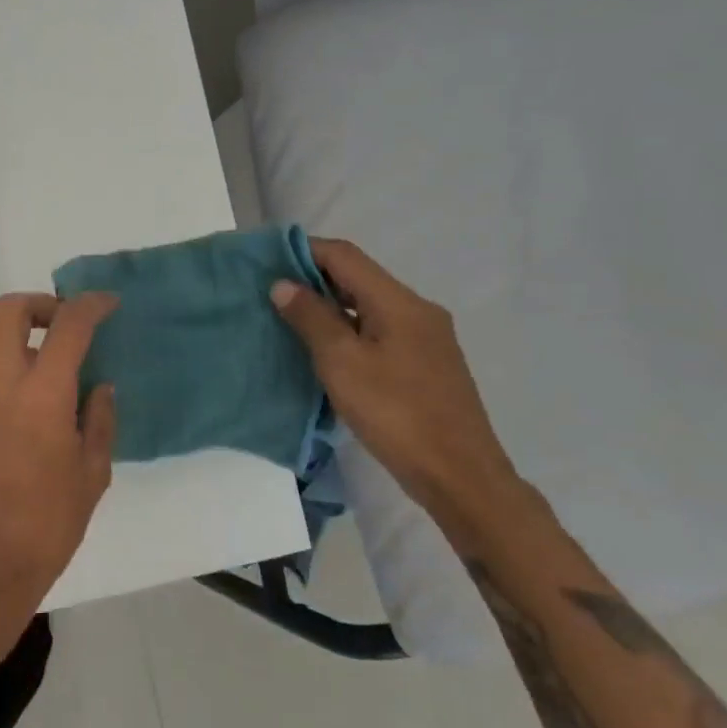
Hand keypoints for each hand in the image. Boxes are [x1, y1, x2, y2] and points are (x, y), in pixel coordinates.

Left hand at [0, 292, 119, 654]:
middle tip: (65, 324)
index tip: (107, 303)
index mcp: (41, 394)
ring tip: (55, 383)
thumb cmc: (45, 526)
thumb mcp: (91, 477)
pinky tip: (29, 424)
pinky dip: (10, 382)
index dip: (90, 305)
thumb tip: (100, 389)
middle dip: (39, 303)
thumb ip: (98, 422)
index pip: (67, 326)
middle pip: (8, 311)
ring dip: (24, 347)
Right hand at [271, 239, 523, 533]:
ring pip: (370, 305)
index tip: (266, 260)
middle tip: (272, 293)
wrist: (460, 477)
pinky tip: (328, 352)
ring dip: (331, 306)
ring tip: (291, 321)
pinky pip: (381, 330)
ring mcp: (427, 338)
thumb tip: (284, 284)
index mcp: (399, 302)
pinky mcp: (427, 364)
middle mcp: (418, 310)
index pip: (345, 255)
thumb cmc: (396, 413)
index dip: (304, 250)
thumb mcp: (342, 362)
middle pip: (359, 277)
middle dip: (314, 279)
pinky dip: (350, 329)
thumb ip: (311, 318)